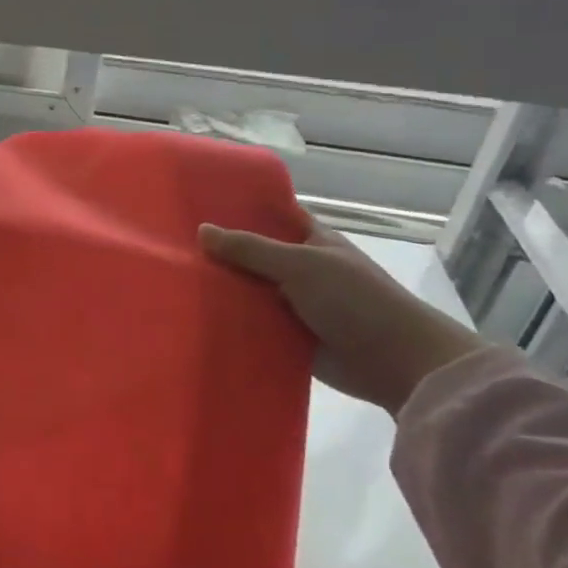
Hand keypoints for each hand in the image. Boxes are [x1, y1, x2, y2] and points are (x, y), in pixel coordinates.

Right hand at [199, 215, 489, 412]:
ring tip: (171, 283)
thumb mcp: (301, 265)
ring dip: (221, 291)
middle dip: (219, 253)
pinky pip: (252, 325)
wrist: (397, 362)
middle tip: (169, 247)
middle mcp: (300, 269)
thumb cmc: (355, 300)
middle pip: (251, 256)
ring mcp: (293, 304)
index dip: (238, 210)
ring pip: (248, 291)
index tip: (197, 205)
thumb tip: (201, 230)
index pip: (270, 216)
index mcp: (310, 241)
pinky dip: (230, 322)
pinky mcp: (288, 337)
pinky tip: (194, 318)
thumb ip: (251, 249)